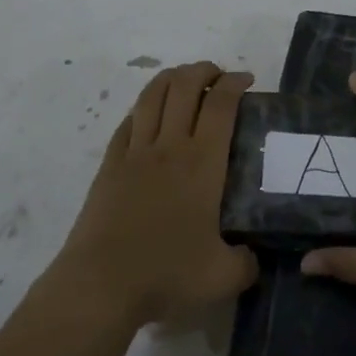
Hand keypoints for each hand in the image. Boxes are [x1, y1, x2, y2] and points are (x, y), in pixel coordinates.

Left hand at [52, 61, 256, 328]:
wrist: (101, 284)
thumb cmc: (165, 274)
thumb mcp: (223, 278)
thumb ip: (247, 262)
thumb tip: (254, 255)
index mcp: (202, 163)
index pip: (220, 105)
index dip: (234, 84)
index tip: (246, 80)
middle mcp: (169, 146)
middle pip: (184, 86)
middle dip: (204, 71)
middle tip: (219, 77)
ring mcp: (135, 152)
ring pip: (153, 96)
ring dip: (172, 78)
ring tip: (186, 80)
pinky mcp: (110, 165)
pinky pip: (128, 122)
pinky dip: (144, 108)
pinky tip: (150, 114)